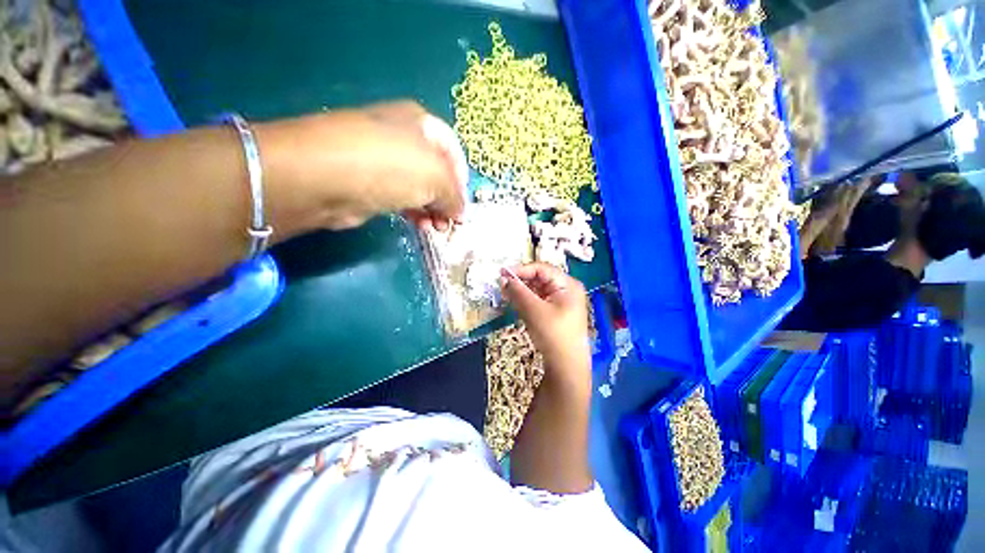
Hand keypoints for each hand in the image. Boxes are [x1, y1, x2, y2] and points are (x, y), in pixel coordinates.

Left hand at [256, 101, 467, 234]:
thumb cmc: (389, 167)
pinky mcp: (369, 183)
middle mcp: (402, 138)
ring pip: (419, 188)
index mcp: (421, 124)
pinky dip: (414, 213)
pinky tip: (420, 226)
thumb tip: (460, 213)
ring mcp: (383, 161)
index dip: (463, 180)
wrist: (323, 177)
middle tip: (451, 223)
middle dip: (447, 200)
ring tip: (436, 229)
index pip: (453, 152)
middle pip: (437, 172)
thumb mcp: (436, 177)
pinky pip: (401, 198)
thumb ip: (455, 195)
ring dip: (432, 210)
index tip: (464, 206)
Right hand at [500, 263, 590, 383]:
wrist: (566, 366)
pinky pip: (539, 300)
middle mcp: (567, 290)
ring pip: (538, 290)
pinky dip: (527, 300)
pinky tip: (515, 302)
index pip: (542, 269)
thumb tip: (504, 278)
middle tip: (502, 284)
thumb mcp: (534, 311)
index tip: (502, 273)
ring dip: (522, 291)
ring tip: (506, 294)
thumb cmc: (553, 335)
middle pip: (540, 278)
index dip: (521, 269)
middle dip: (521, 281)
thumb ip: (518, 292)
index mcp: (568, 285)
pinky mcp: (556, 312)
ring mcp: (562, 302)